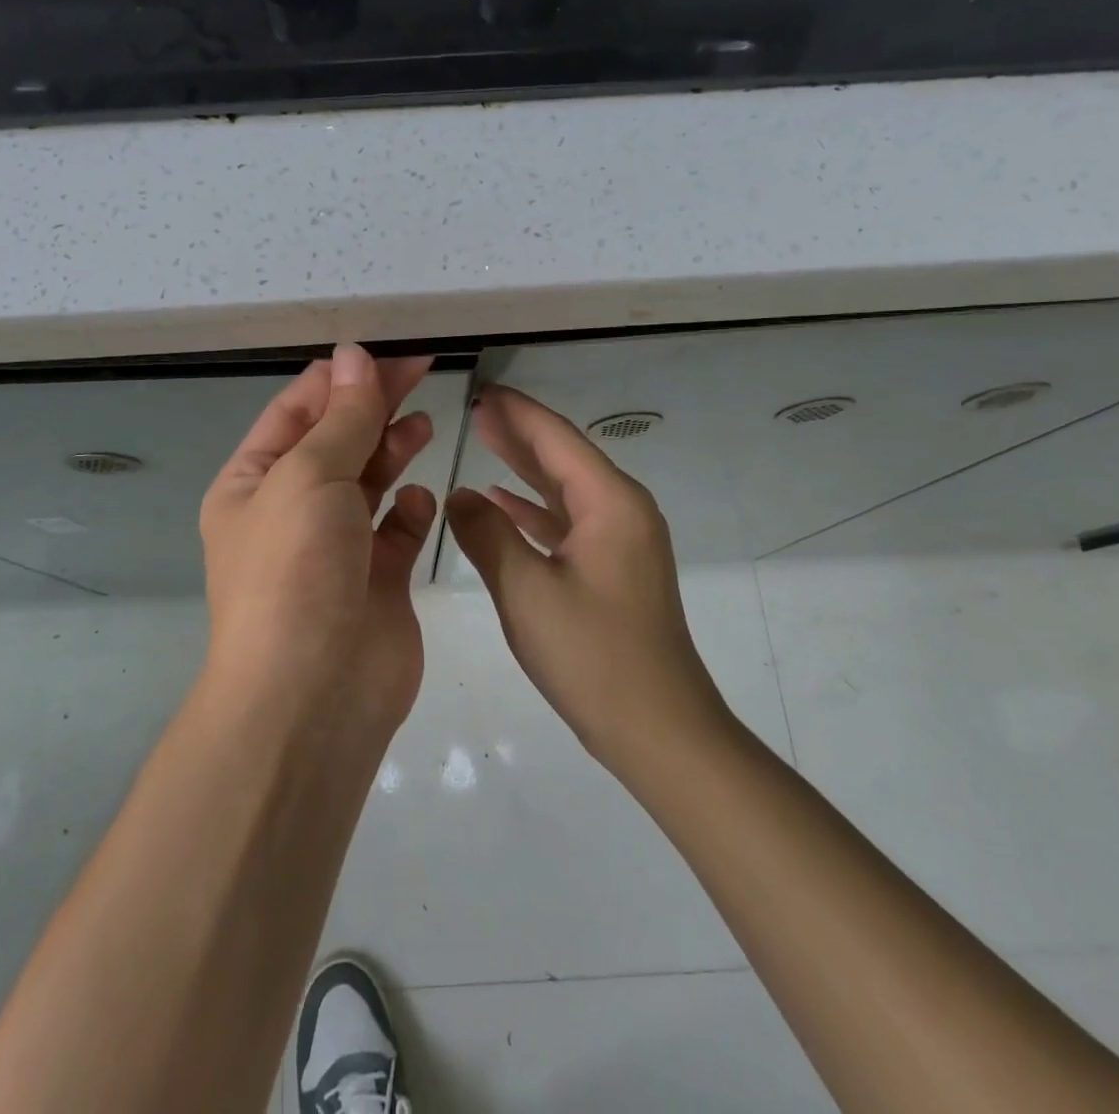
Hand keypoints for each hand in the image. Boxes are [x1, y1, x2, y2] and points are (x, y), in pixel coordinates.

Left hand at [198, 345, 438, 736]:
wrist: (313, 695)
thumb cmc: (295, 570)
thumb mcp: (309, 476)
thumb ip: (341, 418)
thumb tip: (352, 357)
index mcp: (253, 483)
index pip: (296, 412)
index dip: (339, 379)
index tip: (386, 356)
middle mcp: (290, 512)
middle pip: (337, 441)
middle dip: (373, 406)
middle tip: (422, 371)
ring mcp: (335, 548)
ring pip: (368, 482)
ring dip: (392, 450)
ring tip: (422, 426)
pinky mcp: (376, 581)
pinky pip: (396, 532)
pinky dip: (409, 512)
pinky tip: (419, 502)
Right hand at [445, 386, 729, 777]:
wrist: (659, 729)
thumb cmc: (593, 655)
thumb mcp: (526, 591)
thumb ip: (487, 535)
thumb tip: (459, 495)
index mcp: (610, 503)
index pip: (557, 438)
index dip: (517, 412)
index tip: (481, 390)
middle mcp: (623, 510)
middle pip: (564, 456)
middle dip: (519, 432)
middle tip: (476, 409)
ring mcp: (622, 541)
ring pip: (565, 489)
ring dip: (525, 467)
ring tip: (484, 440)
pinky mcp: (614, 568)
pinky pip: (569, 522)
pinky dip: (535, 510)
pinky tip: (501, 504)